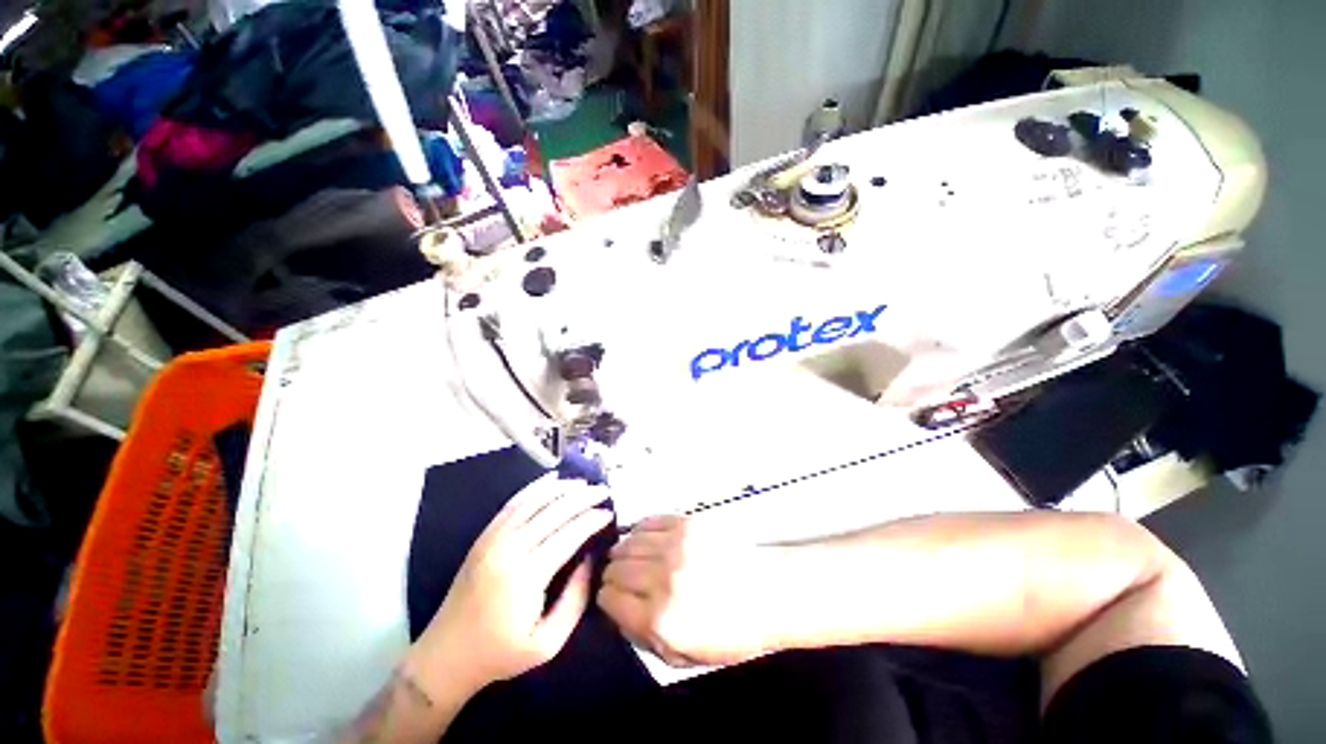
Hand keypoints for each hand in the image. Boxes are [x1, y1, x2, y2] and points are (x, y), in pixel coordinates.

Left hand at [413, 474, 612, 694]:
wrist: (445, 656)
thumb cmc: (500, 654)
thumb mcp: (548, 642)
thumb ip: (576, 599)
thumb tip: (591, 558)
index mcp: (527, 574)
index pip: (569, 533)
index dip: (592, 519)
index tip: (610, 513)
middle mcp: (510, 547)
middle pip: (554, 509)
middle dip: (583, 497)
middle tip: (604, 492)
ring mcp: (494, 537)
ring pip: (535, 499)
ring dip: (563, 487)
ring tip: (585, 484)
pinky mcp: (485, 535)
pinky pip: (514, 502)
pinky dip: (536, 487)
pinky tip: (553, 480)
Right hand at [597, 515, 780, 667]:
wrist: (769, 592)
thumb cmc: (731, 632)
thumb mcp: (685, 656)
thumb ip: (644, 637)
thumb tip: (618, 612)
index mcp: (660, 618)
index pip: (609, 598)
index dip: (606, 599)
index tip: (612, 598)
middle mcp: (662, 577)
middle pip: (615, 567)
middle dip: (612, 575)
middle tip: (621, 578)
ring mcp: (674, 545)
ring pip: (628, 541)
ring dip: (623, 551)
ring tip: (630, 557)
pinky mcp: (686, 523)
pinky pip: (649, 521)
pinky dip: (640, 530)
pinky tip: (644, 538)